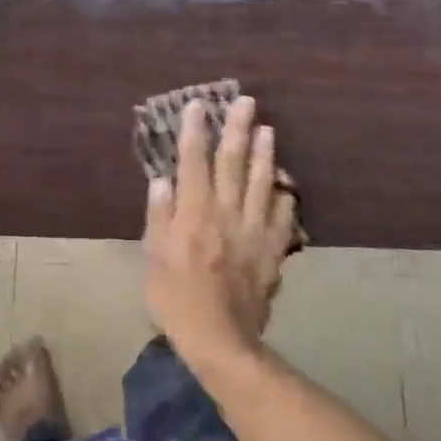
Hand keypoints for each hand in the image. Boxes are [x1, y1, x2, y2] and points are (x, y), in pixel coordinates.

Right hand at [143, 96, 298, 366]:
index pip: (194, 161)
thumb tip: (162, 179)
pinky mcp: (272, 252)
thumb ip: (159, 215)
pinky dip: (284, 199)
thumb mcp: (154, 257)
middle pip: (234, 163)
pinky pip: (283, 219)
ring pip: (262, 184)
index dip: (195, 130)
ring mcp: (254, 231)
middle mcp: (227, 213)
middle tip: (247, 102)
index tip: (198, 105)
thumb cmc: (176, 298)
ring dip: (266, 154)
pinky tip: (286, 187)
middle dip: (238, 129)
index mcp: (194, 212)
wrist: (219, 338)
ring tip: (269, 130)